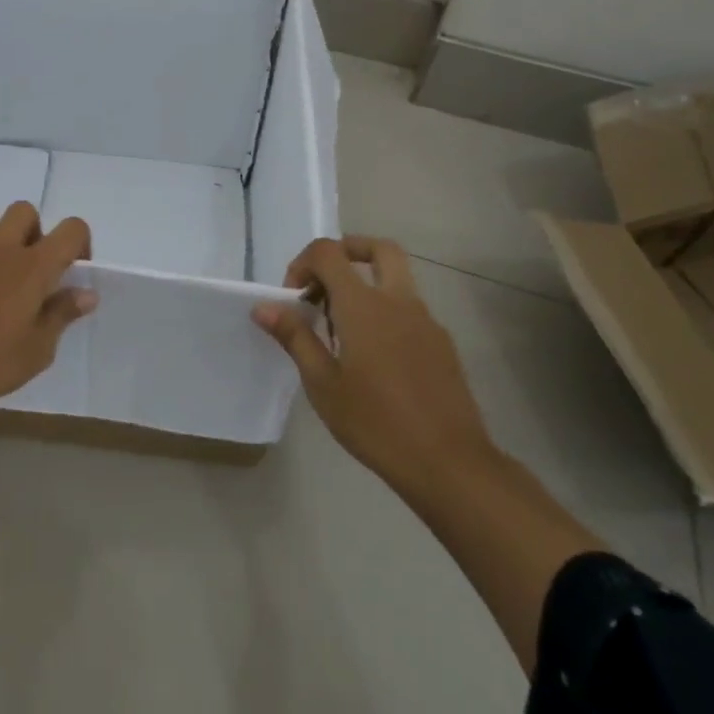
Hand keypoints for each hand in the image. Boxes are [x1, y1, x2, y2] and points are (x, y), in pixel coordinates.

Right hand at [254, 236, 496, 502]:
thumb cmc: (376, 423)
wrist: (449, 464)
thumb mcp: (322, 384)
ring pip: (396, 279)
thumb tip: (264, 306)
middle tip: (324, 283)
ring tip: (342, 332)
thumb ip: (295, 337)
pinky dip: (385, 314)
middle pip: (378, 249)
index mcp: (364, 305)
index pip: (329, 252)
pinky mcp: (442, 345)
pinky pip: (409, 310)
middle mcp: (398, 301)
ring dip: (365, 286)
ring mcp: (426, 321)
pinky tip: (373, 359)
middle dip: (347, 252)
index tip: (294, 299)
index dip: (304, 264)